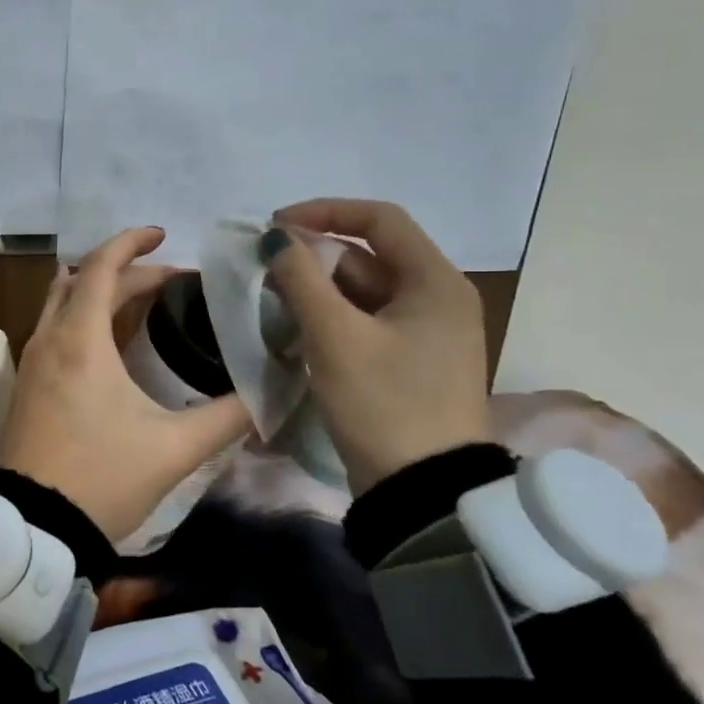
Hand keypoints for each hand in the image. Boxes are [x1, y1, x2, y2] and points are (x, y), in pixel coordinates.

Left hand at [1, 228, 251, 541]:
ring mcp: (30, 362)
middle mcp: (48, 339)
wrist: (31, 528)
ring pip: (62, 303)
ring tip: (142, 301)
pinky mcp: (25, 385)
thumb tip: (270, 394)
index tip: (164, 235)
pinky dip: (82, 317)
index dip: (132, 242)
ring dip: (99, 292)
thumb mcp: (174, 448)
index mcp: (80, 339)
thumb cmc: (101, 478)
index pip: (101, 266)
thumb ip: (227, 416)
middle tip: (172, 282)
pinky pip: (54, 329)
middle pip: (84, 281)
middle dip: (127, 271)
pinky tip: (109, 342)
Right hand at [260, 199, 490, 490]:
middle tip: (266, 271)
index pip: (379, 219)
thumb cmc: (383, 403)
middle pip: (369, 256)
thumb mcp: (335, 336)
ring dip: (319, 290)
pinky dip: (332, 319)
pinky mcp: (410, 363)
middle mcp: (437, 298)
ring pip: (364, 292)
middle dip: (315, 258)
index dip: (324, 212)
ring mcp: (426, 334)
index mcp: (435, 281)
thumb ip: (301, 278)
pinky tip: (297, 331)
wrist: (422, 492)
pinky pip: (366, 323)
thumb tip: (275, 238)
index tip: (275, 226)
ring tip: (273, 302)